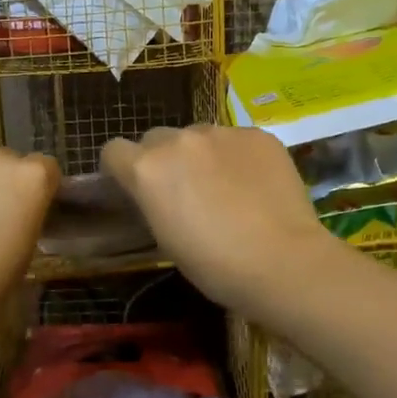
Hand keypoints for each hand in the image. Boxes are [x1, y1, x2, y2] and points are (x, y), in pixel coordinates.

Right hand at [101, 125, 336, 313]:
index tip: (133, 187)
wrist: (283, 262)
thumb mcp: (165, 238)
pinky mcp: (257, 134)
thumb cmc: (214, 265)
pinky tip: (255, 185)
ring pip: (198, 135)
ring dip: (201, 155)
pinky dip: (238, 157)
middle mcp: (179, 140)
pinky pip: (236, 139)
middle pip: (156, 139)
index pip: (114, 151)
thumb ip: (152, 201)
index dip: (120, 168)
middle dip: (162, 159)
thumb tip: (157, 193)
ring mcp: (221, 132)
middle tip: (183, 190)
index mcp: (147, 169)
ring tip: (226, 187)